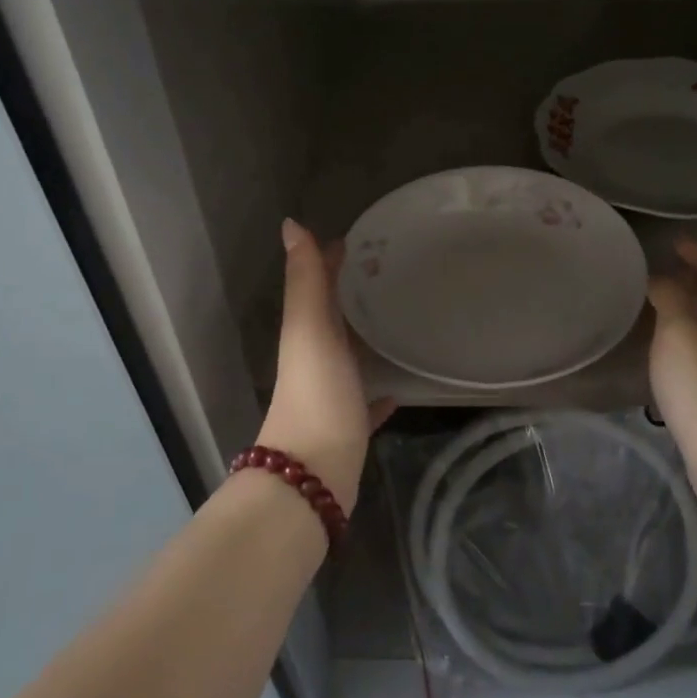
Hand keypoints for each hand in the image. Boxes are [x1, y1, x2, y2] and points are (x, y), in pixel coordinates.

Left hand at [258, 219, 394, 511]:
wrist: (313, 474)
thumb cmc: (316, 393)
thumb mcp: (310, 329)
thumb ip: (304, 280)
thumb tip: (291, 223)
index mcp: (307, 333)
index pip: (320, 284)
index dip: (336, 258)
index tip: (370, 237)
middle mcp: (317, 358)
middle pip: (336, 317)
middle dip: (358, 294)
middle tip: (399, 272)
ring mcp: (333, 393)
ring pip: (352, 356)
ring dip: (368, 337)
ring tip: (405, 318)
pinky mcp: (351, 425)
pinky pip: (369, 399)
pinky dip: (381, 389)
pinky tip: (402, 384)